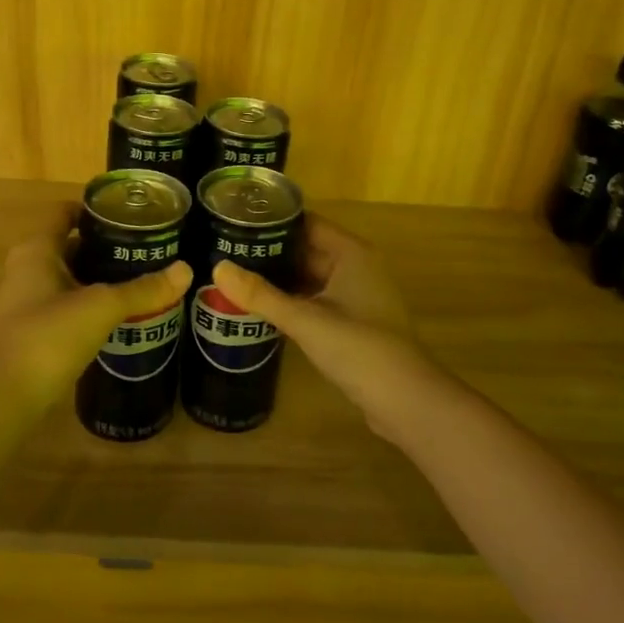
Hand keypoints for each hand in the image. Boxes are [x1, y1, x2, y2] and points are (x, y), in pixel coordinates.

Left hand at [0, 206, 191, 402]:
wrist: (5, 397)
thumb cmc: (48, 336)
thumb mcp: (101, 307)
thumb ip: (142, 290)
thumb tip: (186, 270)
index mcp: (37, 250)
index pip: (65, 212)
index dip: (95, 209)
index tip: (131, 215)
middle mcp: (28, 269)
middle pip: (71, 245)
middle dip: (106, 247)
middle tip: (146, 250)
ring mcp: (28, 302)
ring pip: (70, 279)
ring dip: (100, 279)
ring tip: (141, 281)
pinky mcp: (34, 332)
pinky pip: (68, 307)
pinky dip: (91, 306)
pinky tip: (120, 316)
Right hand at [213, 216, 448, 437]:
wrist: (406, 401)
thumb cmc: (359, 348)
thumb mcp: (305, 320)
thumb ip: (260, 295)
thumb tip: (217, 268)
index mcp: (351, 253)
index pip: (306, 222)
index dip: (272, 221)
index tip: (234, 222)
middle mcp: (355, 267)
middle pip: (305, 248)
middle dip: (269, 252)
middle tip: (225, 251)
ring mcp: (356, 295)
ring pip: (309, 277)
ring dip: (278, 278)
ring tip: (234, 276)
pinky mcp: (352, 322)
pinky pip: (315, 300)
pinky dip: (290, 300)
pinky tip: (260, 307)